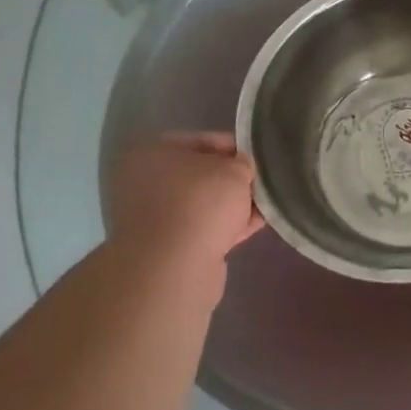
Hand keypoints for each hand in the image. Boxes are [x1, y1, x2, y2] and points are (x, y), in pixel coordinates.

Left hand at [107, 133, 263, 259]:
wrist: (174, 268)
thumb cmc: (200, 203)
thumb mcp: (233, 170)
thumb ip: (242, 163)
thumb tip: (241, 168)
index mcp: (152, 153)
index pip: (201, 141)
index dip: (234, 147)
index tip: (257, 157)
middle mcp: (146, 182)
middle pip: (200, 175)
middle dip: (232, 180)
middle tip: (260, 182)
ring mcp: (154, 218)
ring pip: (202, 204)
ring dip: (231, 205)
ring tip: (264, 205)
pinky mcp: (167, 248)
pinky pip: (203, 229)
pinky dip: (226, 226)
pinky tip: (255, 225)